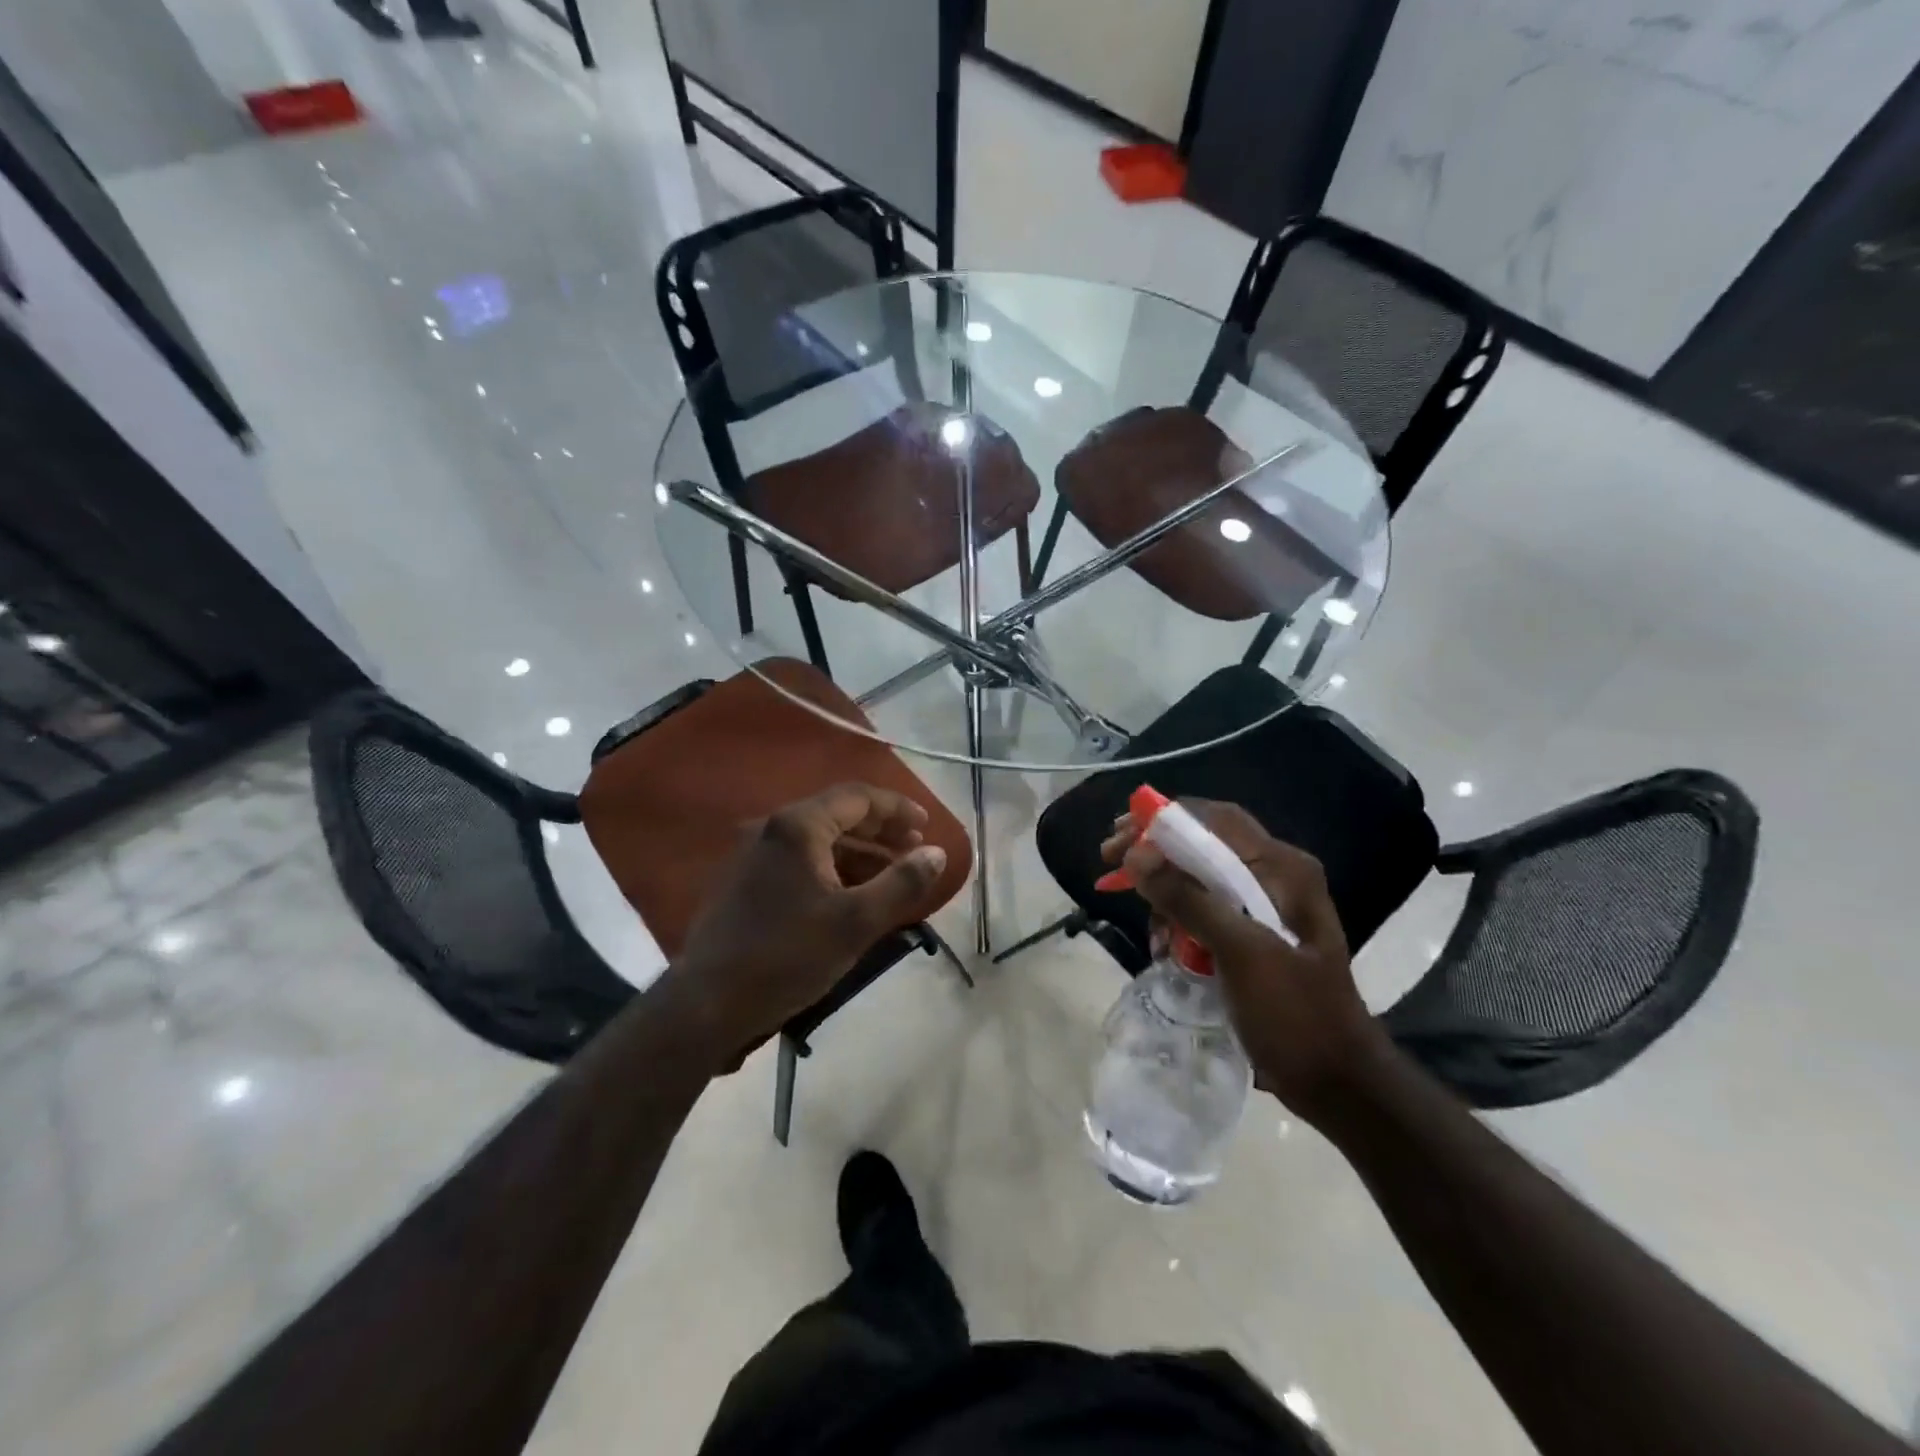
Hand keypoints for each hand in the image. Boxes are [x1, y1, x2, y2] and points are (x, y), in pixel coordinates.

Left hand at [662, 784, 948, 1066]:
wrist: (708, 1003)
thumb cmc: (788, 955)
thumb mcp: (856, 921)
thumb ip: (901, 883)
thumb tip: (936, 853)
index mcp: (798, 826)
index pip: (858, 797)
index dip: (897, 808)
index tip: (926, 827)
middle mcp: (772, 828)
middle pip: (838, 814)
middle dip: (880, 830)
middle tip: (913, 850)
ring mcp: (754, 854)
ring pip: (819, 840)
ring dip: (859, 852)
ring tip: (891, 876)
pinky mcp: (746, 881)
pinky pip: (801, 861)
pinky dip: (833, 869)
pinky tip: (853, 895)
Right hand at [1101, 800, 1389, 1123]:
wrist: (1335, 1081)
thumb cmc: (1295, 1013)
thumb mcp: (1242, 952)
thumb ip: (1188, 899)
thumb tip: (1135, 855)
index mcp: (1282, 868)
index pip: (1215, 819)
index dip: (1162, 820)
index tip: (1118, 836)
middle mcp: (1274, 876)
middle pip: (1202, 844)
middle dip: (1155, 854)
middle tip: (1111, 864)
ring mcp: (1263, 906)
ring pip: (1198, 878)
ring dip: (1165, 895)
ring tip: (1149, 931)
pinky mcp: (1251, 934)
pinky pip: (1204, 910)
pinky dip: (1179, 922)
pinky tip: (1164, 948)